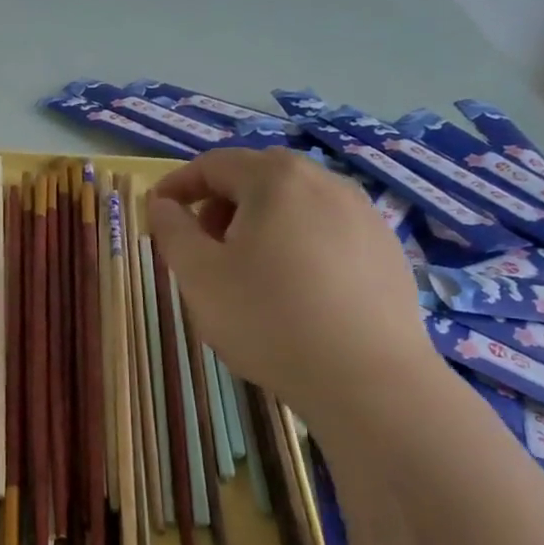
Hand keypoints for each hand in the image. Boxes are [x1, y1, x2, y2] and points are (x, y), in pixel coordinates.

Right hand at [147, 148, 437, 415]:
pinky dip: (297, 242)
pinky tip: (294, 288)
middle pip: (258, 176)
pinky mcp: (387, 249)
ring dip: (260, 221)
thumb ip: (172, 230)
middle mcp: (325, 182)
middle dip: (220, 202)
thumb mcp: (198, 274)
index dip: (178, 184)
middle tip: (202, 243)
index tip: (156, 211)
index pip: (214, 164)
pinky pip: (327, 229)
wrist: (369, 380)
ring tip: (246, 268)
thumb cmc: (267, 319)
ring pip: (296, 202)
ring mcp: (364, 215)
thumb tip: (162, 204)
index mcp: (276, 180)